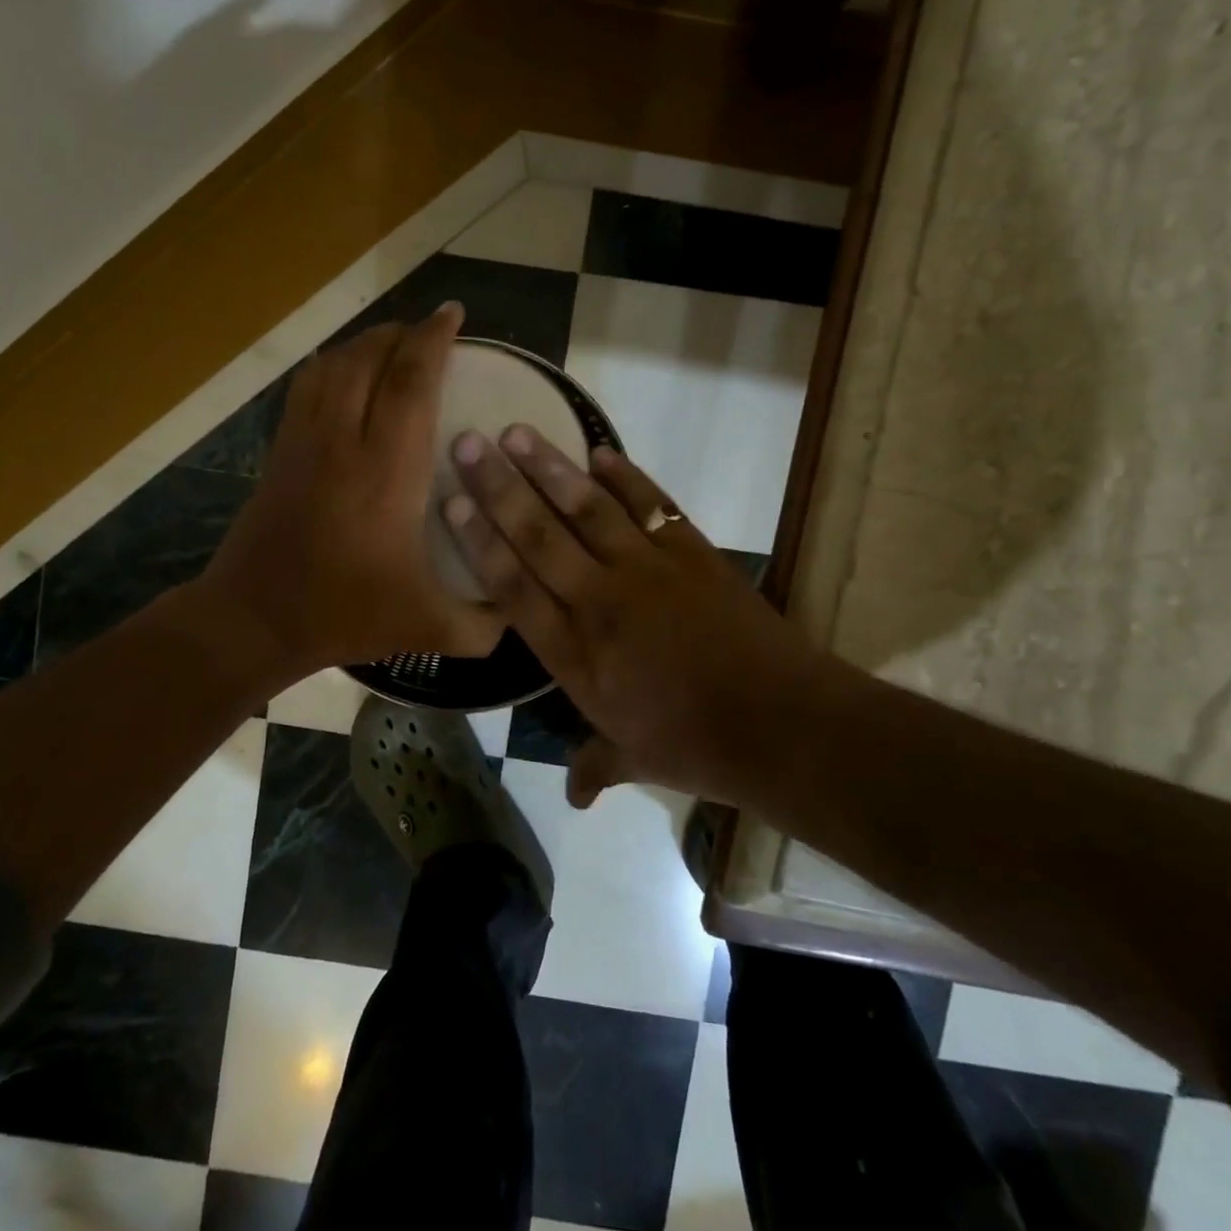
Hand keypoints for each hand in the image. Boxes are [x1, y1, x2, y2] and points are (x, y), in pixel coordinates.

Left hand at [201, 305, 502, 685]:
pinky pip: (306, 387)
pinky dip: (331, 364)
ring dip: (366, 344)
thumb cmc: (345, 614)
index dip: (433, 340)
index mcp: (387, 472)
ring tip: (393, 343)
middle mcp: (345, 441)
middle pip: (370, 359)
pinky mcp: (280, 450)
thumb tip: (517, 611)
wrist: (255, 619)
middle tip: (431, 329)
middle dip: (403, 333)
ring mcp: (305, 441)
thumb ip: (483, 625)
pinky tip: (344, 371)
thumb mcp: (429, 628)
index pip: (411, 383)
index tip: (453, 315)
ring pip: (334, 366)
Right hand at [442, 425, 816, 807]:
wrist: (778, 722)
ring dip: (550, 468)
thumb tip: (574, 798)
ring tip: (517, 432)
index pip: (513, 586)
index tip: (452, 503)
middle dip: (498, 488)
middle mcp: (598, 600)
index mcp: (574, 652)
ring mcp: (646, 570)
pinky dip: (625, 476)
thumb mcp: (635, 758)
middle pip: (538, 535)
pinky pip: (650, 504)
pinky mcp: (690, 552)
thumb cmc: (695, 745)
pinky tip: (599, 451)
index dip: (479, 541)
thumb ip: (596, 766)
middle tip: (466, 444)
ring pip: (586, 509)